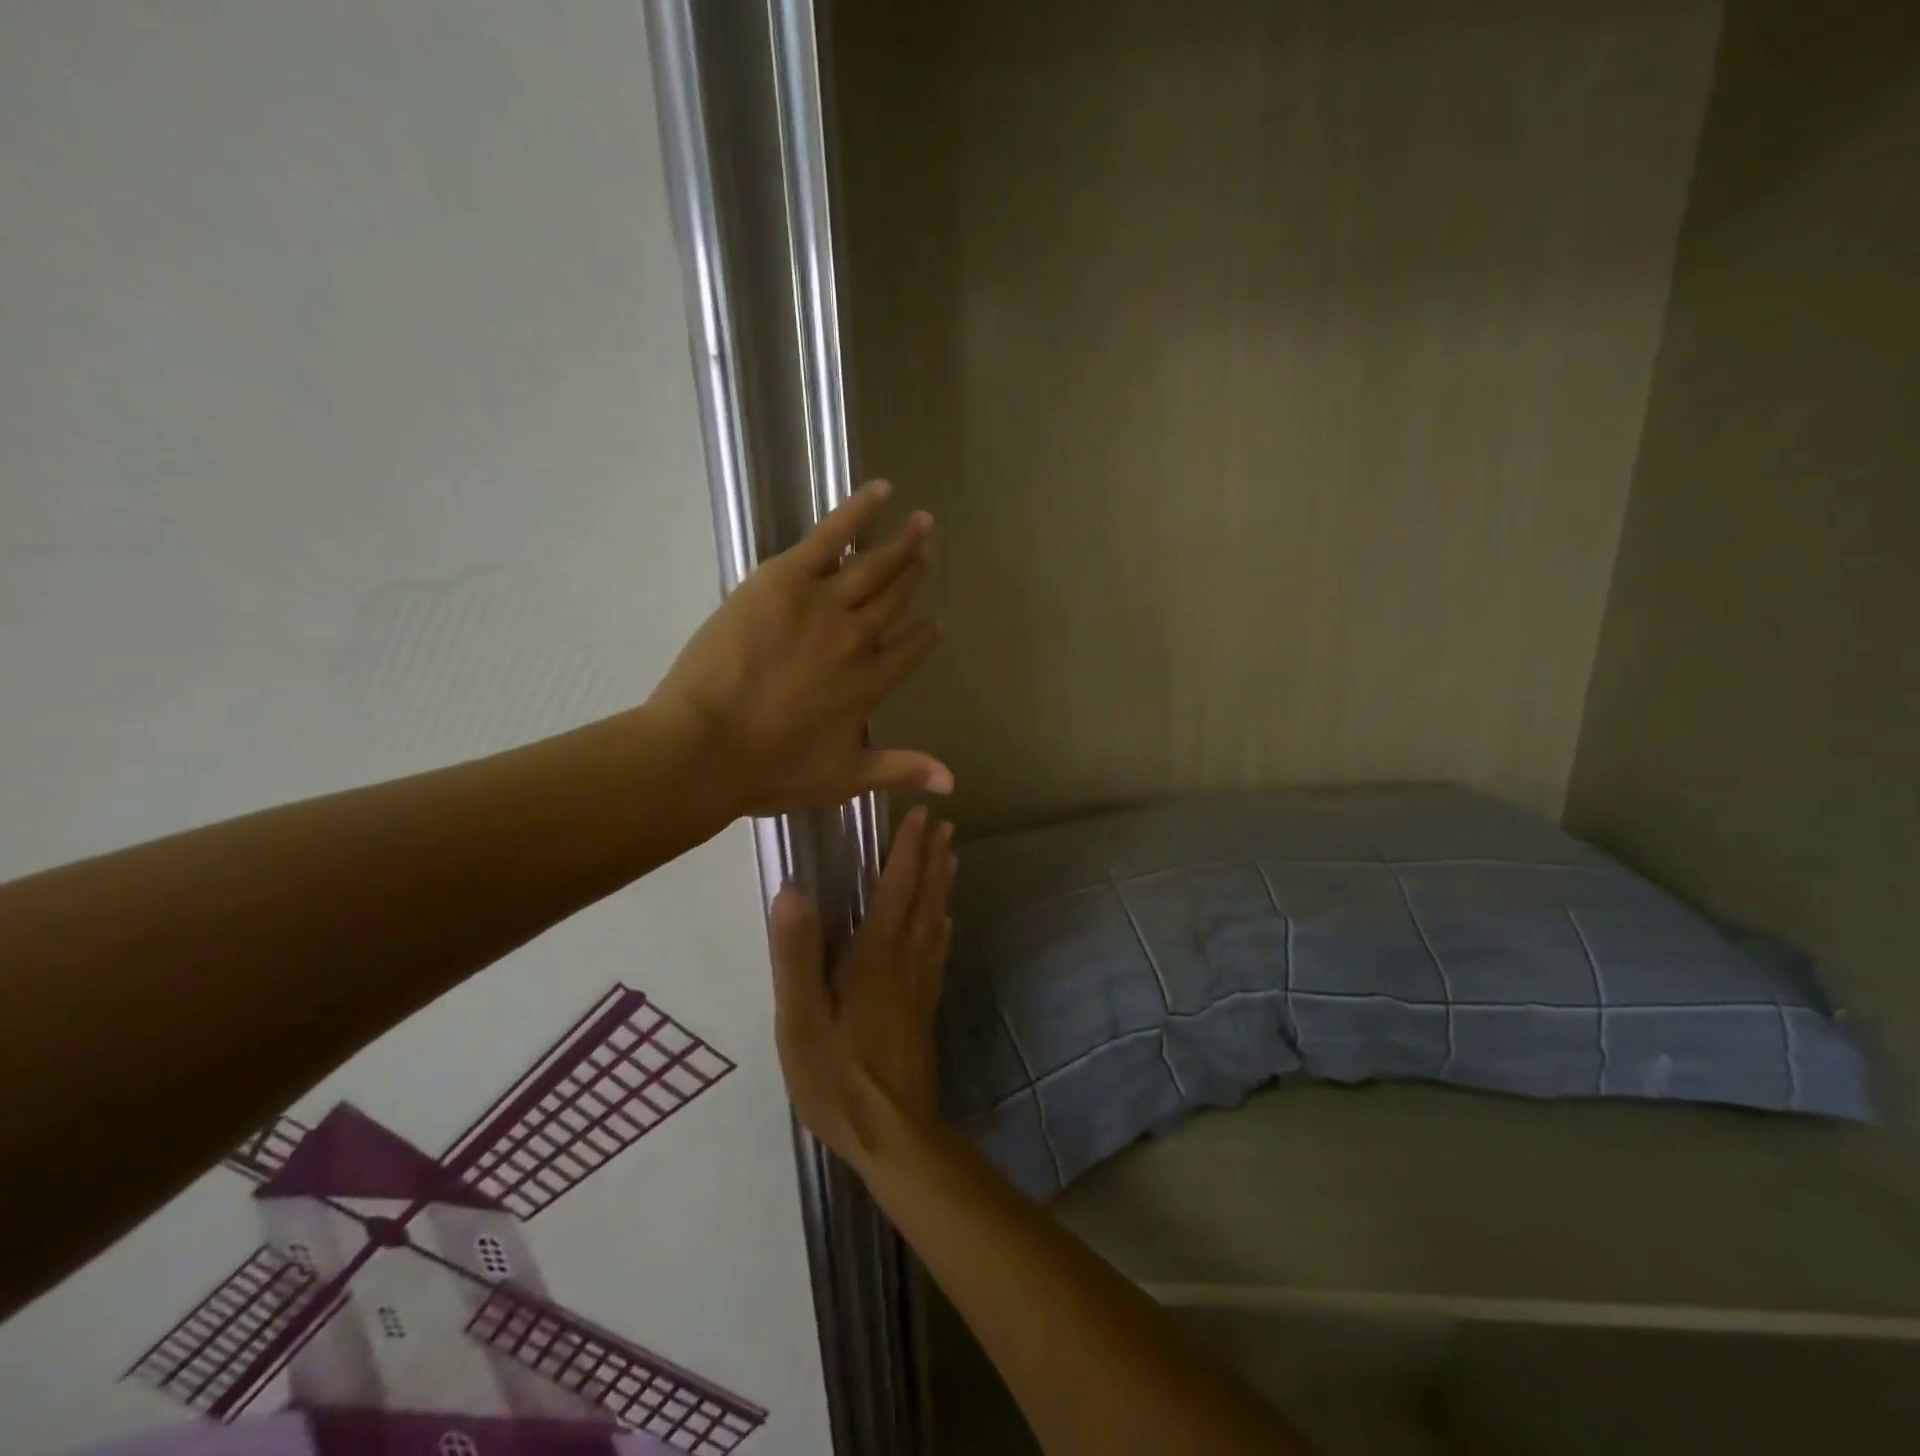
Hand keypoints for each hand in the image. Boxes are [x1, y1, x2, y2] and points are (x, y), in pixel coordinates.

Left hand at [650, 479, 952, 816]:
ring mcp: (824, 604)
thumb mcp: (843, 779)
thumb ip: (900, 771)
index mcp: (871, 683)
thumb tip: (953, 784)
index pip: (910, 650)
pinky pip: (831, 536)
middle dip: (916, 574)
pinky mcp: (786, 578)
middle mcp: (858, 639)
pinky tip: (882, 491)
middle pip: (896, 599)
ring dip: (902, 543)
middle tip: (930, 551)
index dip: (925, 635)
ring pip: (874, 566)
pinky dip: (858, 511)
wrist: (705, 748)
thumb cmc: (770, 770)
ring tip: (923, 523)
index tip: (934, 623)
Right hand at [768, 806, 955, 1172]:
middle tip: (944, 823)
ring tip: (951, 856)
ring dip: (942, 884)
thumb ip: (796, 956)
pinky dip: (942, 926)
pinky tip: (944, 922)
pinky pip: (937, 951)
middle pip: (923, 898)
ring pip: (935, 920)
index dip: (906, 850)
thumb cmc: (838, 1078)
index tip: (919, 815)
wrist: (894, 1135)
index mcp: (876, 957)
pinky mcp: (925, 1008)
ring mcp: (920, 985)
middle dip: (932, 858)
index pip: (895, 889)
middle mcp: (905, 961)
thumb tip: (792, 891)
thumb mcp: (801, 1020)